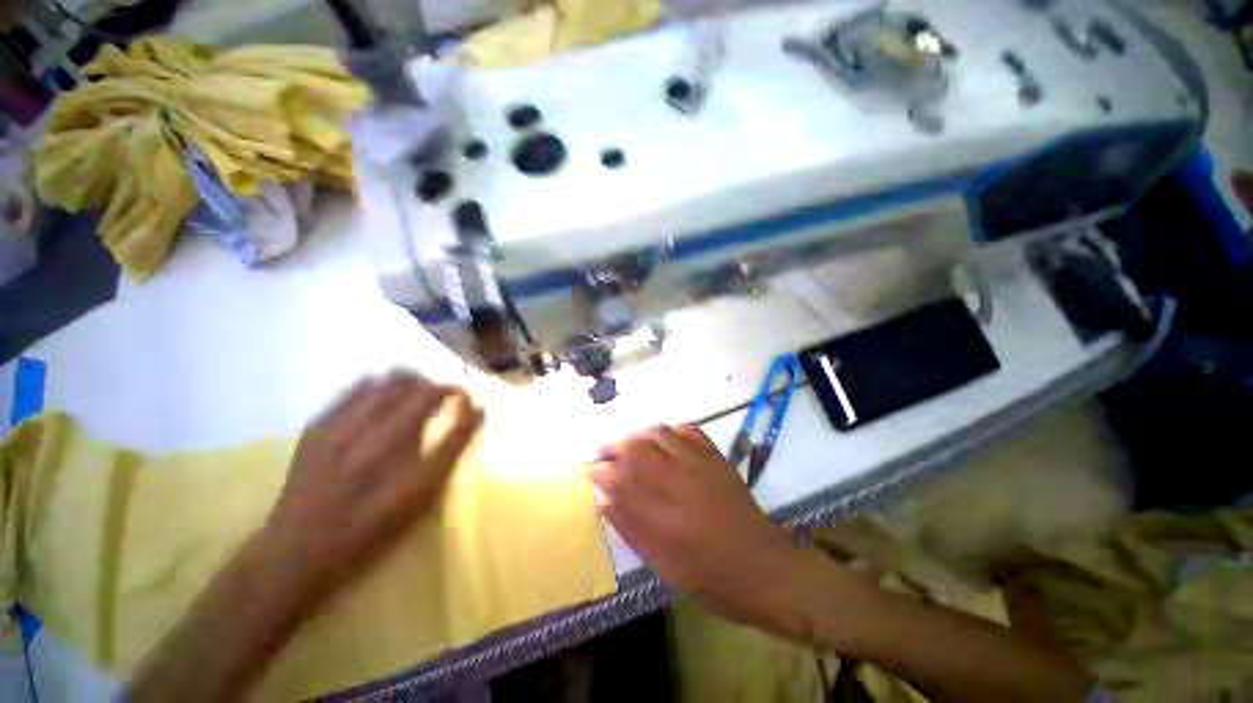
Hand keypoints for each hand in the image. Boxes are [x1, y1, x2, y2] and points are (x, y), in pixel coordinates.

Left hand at [262, 372, 482, 605]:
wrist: (297, 552)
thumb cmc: (372, 530)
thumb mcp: (422, 497)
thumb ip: (452, 449)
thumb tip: (477, 411)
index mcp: (401, 451)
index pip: (438, 401)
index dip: (456, 392)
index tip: (465, 398)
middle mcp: (372, 433)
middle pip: (411, 384)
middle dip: (433, 385)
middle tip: (442, 398)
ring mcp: (339, 427)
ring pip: (383, 381)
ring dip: (407, 382)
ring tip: (414, 396)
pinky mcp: (317, 428)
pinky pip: (354, 390)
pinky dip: (376, 388)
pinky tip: (380, 401)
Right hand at [590, 426, 821, 632]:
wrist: (764, 569)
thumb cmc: (711, 577)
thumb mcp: (664, 565)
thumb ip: (631, 528)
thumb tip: (604, 498)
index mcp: (665, 520)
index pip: (622, 481)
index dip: (601, 471)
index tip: (591, 469)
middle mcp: (682, 484)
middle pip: (637, 448)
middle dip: (615, 447)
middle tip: (607, 454)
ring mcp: (702, 466)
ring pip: (659, 433)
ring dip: (638, 436)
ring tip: (631, 446)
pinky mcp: (717, 458)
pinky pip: (688, 430)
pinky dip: (669, 430)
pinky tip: (663, 440)